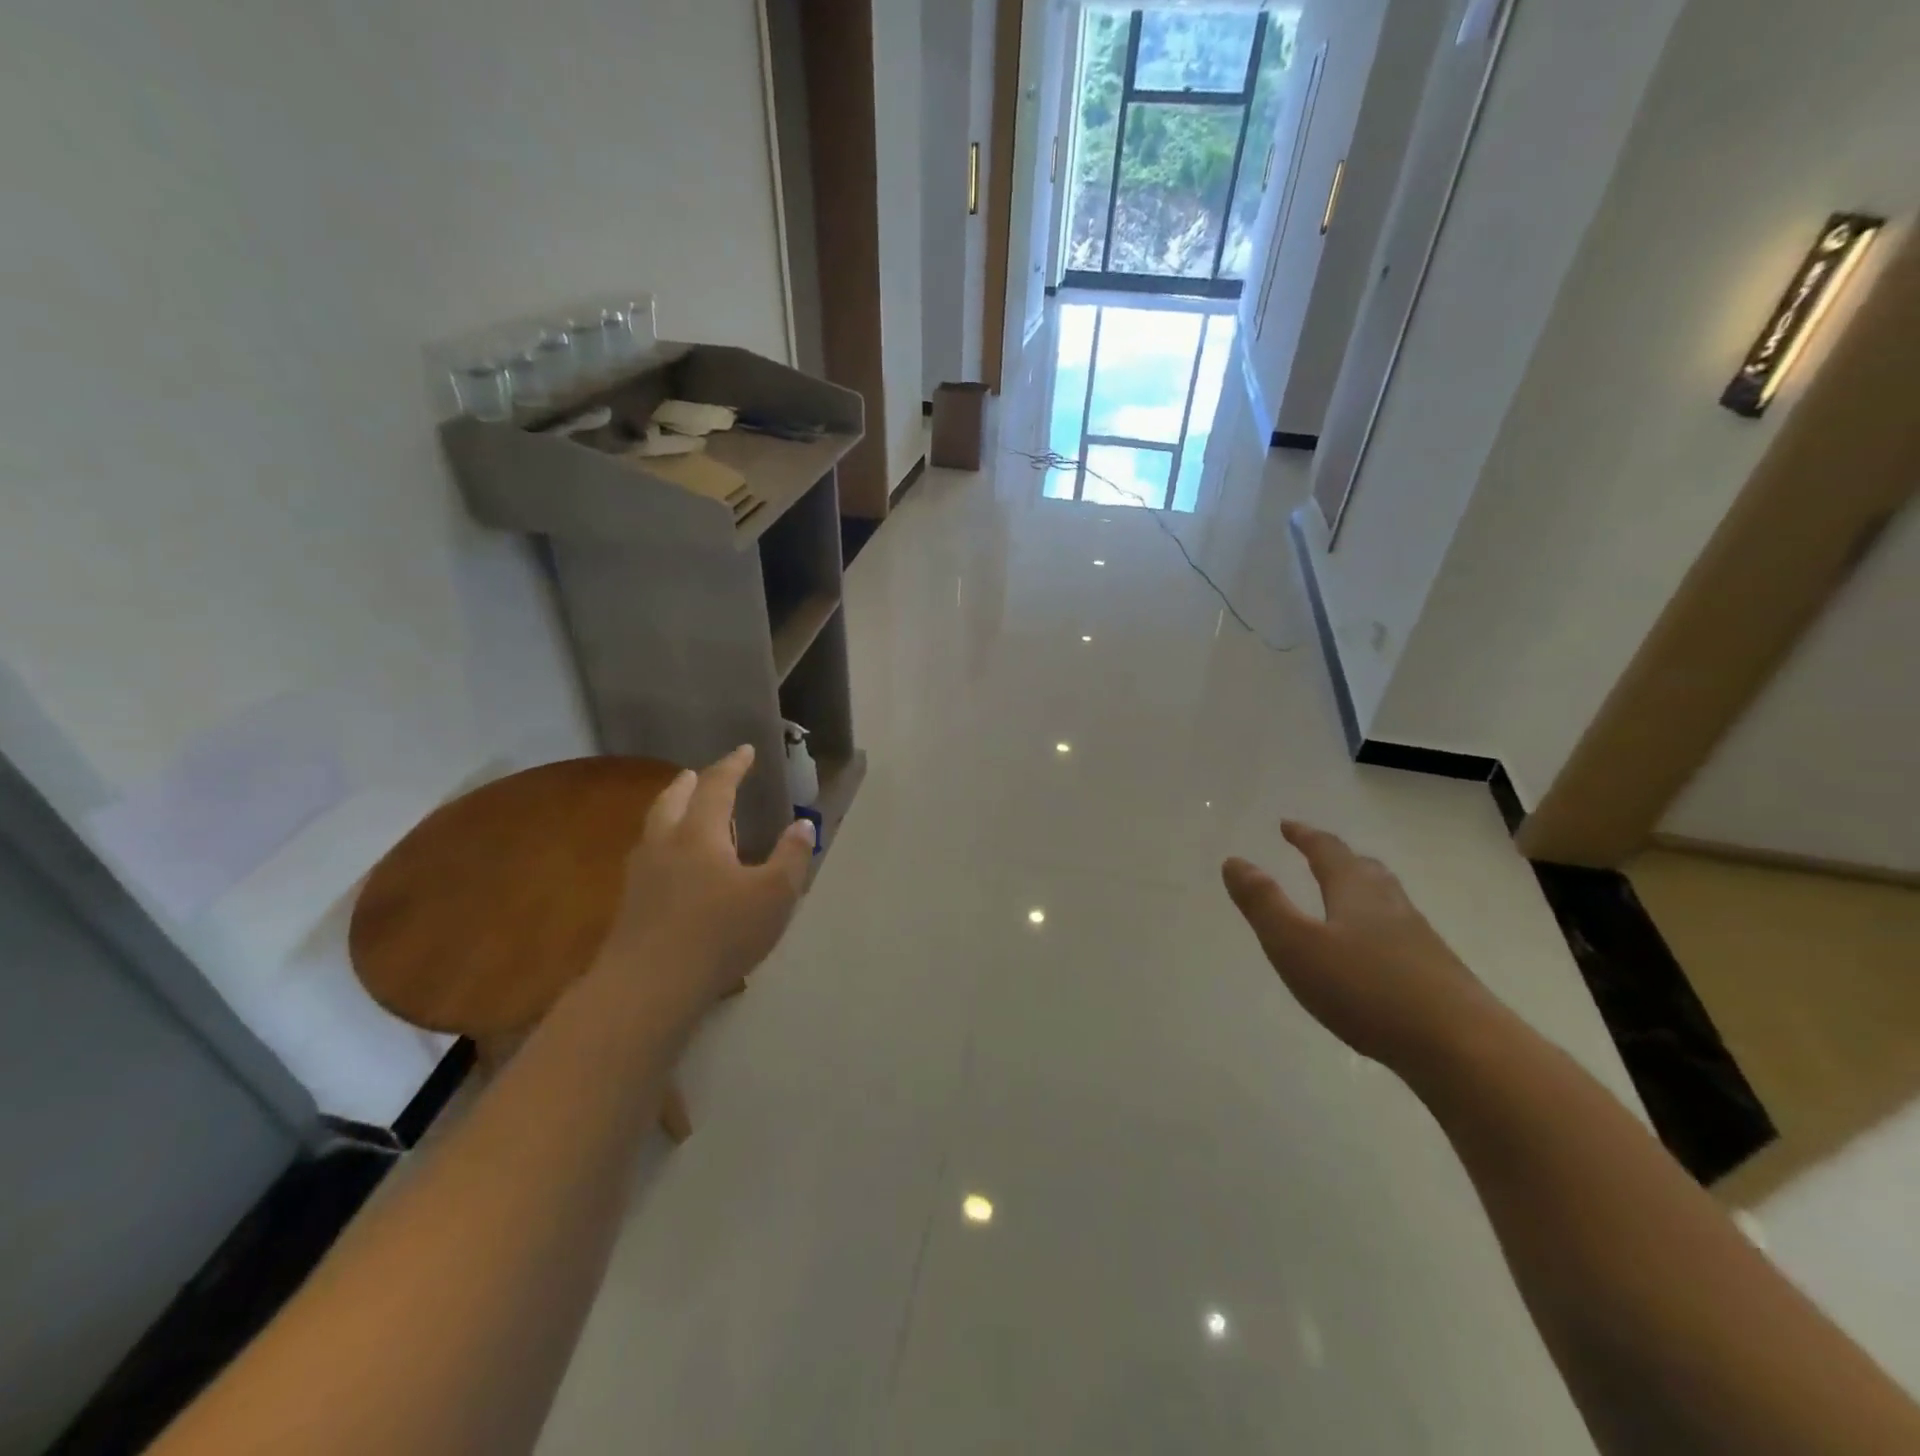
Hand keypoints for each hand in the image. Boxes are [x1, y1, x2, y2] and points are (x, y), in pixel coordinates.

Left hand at [594, 745, 814, 1016]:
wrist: (649, 987)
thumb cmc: (720, 934)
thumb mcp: (775, 895)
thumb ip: (792, 856)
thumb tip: (803, 824)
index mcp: (700, 833)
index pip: (717, 786)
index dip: (732, 766)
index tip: (745, 750)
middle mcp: (665, 843)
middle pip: (673, 799)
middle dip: (691, 783)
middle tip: (700, 774)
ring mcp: (642, 873)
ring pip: (655, 826)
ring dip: (671, 809)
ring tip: (685, 811)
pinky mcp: (631, 903)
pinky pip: (649, 855)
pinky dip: (664, 842)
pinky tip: (672, 864)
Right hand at [1221, 821, 1497, 1071]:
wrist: (1462, 1048)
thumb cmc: (1366, 989)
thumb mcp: (1295, 945)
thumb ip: (1263, 903)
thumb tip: (1234, 860)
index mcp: (1355, 892)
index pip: (1327, 851)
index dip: (1305, 836)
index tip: (1286, 825)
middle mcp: (1390, 906)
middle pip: (1364, 870)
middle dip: (1337, 858)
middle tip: (1317, 853)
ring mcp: (1420, 940)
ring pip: (1386, 901)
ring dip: (1361, 890)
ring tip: (1345, 896)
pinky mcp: (1437, 974)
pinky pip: (1399, 934)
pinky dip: (1378, 928)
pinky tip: (1374, 954)